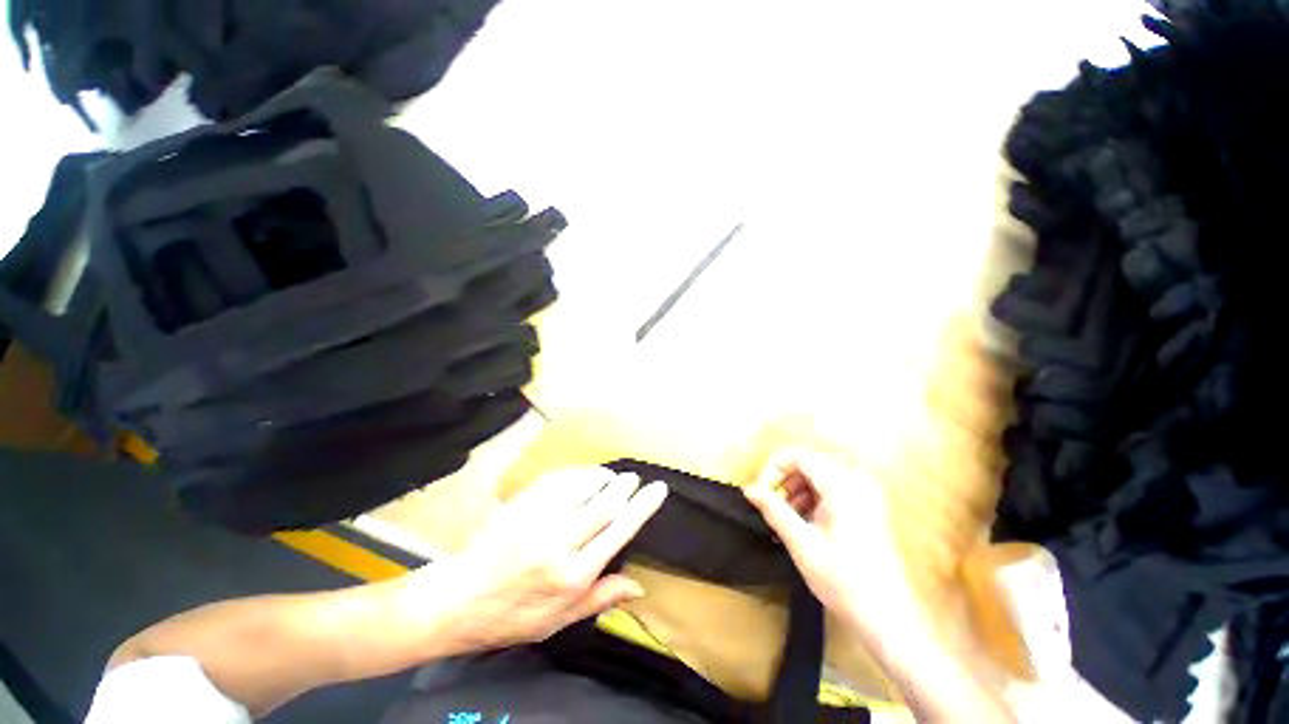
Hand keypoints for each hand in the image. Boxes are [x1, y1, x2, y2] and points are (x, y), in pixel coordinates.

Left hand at [421, 467, 667, 651]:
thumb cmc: (512, 615)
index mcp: (572, 575)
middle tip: (634, 478)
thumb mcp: (559, 620)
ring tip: (610, 478)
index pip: (618, 531)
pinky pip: (558, 478)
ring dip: (602, 477)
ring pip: (583, 485)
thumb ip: (600, 598)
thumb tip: (639, 587)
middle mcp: (558, 542)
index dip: (643, 506)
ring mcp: (537, 519)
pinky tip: (582, 476)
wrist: (458, 599)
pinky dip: (577, 474)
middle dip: (625, 486)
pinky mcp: (521, 504)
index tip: (657, 489)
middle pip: (605, 502)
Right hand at [743, 448, 910, 629]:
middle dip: (785, 481)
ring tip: (786, 518)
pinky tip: (805, 522)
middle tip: (771, 506)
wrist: (888, 616)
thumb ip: (773, 510)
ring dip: (797, 490)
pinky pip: (832, 488)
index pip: (798, 456)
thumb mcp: (801, 543)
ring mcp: (865, 492)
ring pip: (819, 475)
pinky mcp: (868, 505)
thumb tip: (749, 489)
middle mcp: (856, 480)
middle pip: (809, 464)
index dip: (773, 469)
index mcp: (842, 485)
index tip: (760, 492)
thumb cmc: (843, 579)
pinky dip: (813, 498)